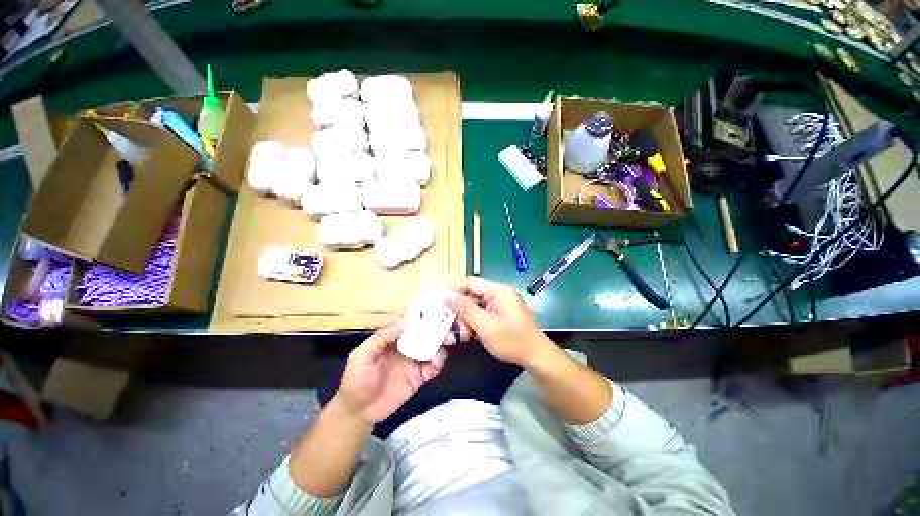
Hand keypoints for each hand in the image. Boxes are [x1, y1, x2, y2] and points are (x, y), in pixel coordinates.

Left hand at [334, 319, 448, 425]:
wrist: (358, 412)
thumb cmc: (356, 379)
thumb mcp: (362, 355)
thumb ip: (382, 337)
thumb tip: (405, 319)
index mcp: (393, 337)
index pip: (410, 322)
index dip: (423, 316)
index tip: (436, 312)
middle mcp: (406, 345)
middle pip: (425, 334)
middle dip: (438, 330)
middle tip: (447, 331)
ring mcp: (413, 361)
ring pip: (432, 348)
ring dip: (440, 346)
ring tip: (444, 347)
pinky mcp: (418, 377)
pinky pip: (432, 368)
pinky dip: (438, 364)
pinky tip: (435, 364)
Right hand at [448, 277, 555, 367]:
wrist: (536, 356)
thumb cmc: (512, 340)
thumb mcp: (485, 325)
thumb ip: (465, 309)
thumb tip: (447, 296)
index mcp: (498, 291)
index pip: (471, 284)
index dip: (454, 291)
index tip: (440, 301)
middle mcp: (499, 294)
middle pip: (472, 296)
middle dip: (463, 312)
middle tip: (459, 329)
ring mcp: (500, 304)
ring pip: (475, 307)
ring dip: (468, 320)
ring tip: (467, 336)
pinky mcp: (501, 314)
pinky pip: (482, 314)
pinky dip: (476, 323)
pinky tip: (474, 335)